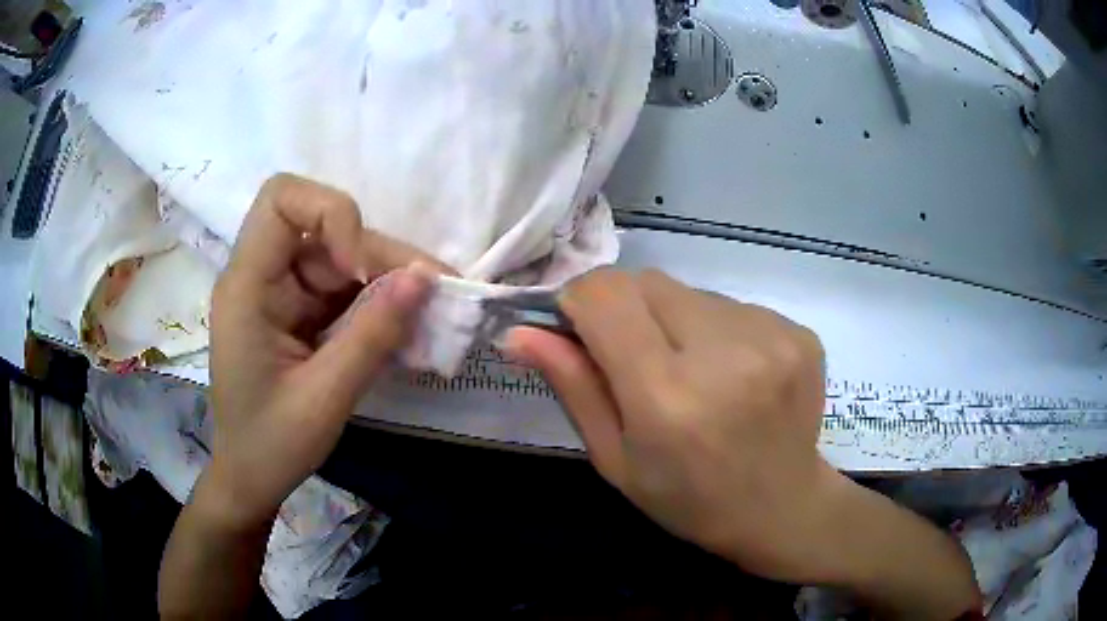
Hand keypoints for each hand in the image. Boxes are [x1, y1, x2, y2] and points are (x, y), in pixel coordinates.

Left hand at [205, 174, 440, 529]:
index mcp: (247, 287)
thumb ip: (372, 337)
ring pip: (343, 256)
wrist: (251, 478)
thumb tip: (426, 279)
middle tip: (435, 294)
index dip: (330, 213)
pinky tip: (407, 327)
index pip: (281, 200)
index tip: (360, 269)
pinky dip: (378, 303)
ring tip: (432, 315)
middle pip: (325, 228)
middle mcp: (262, 276)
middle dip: (380, 256)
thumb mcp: (325, 399)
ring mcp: (282, 292)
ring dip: (388, 280)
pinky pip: (344, 288)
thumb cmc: (271, 445)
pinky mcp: (299, 310)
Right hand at [507, 268, 836, 581]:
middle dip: (626, 309)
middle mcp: (724, 355)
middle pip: (647, 282)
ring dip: (675, 321)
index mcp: (667, 397)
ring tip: (694, 374)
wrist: (782, 508)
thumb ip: (572, 386)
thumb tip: (519, 331)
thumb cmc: (688, 498)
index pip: (605, 295)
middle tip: (639, 362)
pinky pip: (733, 305)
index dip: (580, 301)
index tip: (581, 329)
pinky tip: (732, 374)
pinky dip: (717, 330)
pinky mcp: (798, 331)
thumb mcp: (615, 459)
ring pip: (690, 292)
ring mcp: (771, 338)